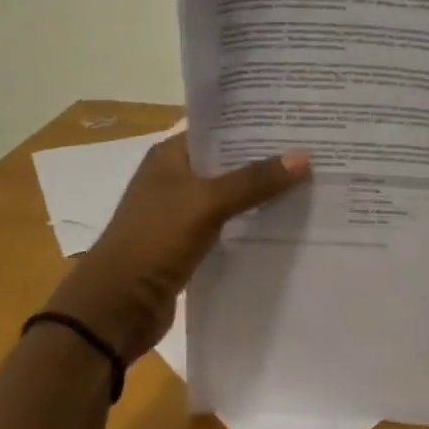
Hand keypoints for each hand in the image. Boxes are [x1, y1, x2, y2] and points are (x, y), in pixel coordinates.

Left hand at [46, 133, 310, 360]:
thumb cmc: (154, 241)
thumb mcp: (206, 203)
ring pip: (230, 194)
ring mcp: (181, 213)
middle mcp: (175, 178)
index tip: (294, 118)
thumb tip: (304, 157)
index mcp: (170, 156)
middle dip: (265, 158)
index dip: (253, 122)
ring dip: (260, 192)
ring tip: (309, 182)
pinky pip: (228, 225)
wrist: (115, 309)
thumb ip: (254, 180)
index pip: (217, 127)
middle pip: (227, 161)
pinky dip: (251, 223)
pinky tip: (285, 222)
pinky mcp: (189, 245)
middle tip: (313, 149)